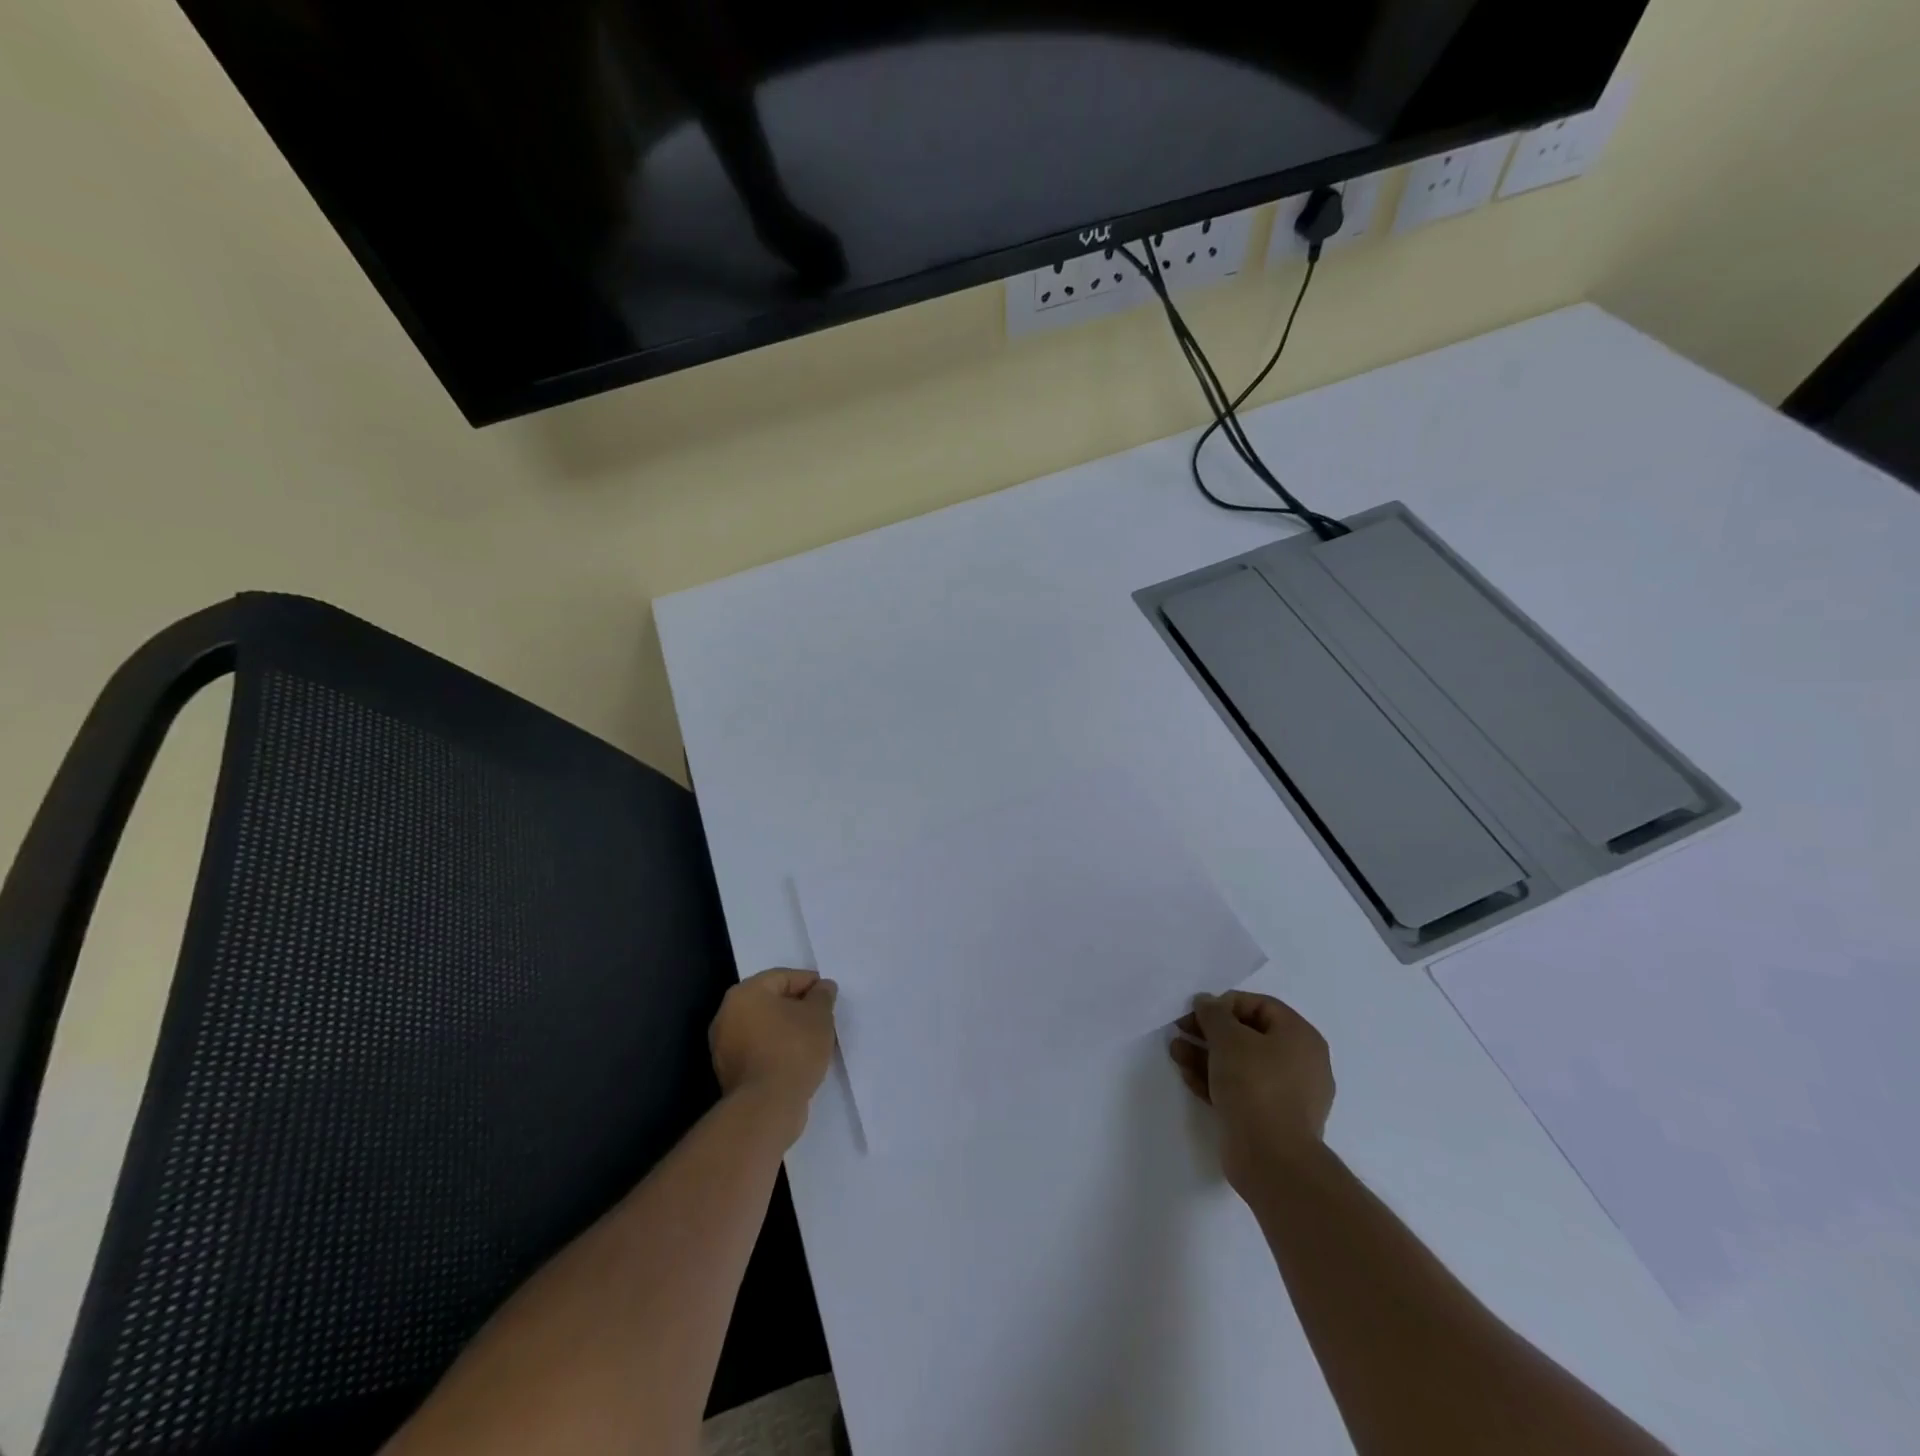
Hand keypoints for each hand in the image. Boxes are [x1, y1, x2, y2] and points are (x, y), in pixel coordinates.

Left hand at [710, 969, 838, 1136]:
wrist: (766, 1107)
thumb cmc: (793, 1050)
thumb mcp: (819, 1015)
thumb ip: (822, 995)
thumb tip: (822, 987)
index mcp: (745, 993)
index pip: (783, 977)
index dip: (810, 984)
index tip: (829, 997)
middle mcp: (727, 1014)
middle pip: (771, 1001)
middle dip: (797, 1007)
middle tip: (822, 1017)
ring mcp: (724, 1046)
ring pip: (764, 1027)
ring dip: (787, 1030)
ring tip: (813, 1041)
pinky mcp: (728, 1072)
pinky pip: (758, 1050)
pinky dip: (776, 1050)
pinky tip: (797, 1060)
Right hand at [1170, 991, 1334, 1191]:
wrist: (1272, 1159)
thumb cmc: (1256, 1085)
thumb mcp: (1228, 1038)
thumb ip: (1213, 1013)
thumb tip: (1206, 1002)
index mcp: (1300, 1037)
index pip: (1260, 1005)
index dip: (1225, 1003)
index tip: (1198, 1011)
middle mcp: (1299, 1063)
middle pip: (1248, 1035)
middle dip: (1210, 1032)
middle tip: (1181, 1029)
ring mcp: (1286, 1095)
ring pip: (1241, 1064)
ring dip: (1206, 1055)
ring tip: (1176, 1051)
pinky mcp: (1270, 1120)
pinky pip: (1240, 1090)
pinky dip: (1215, 1081)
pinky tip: (1187, 1076)